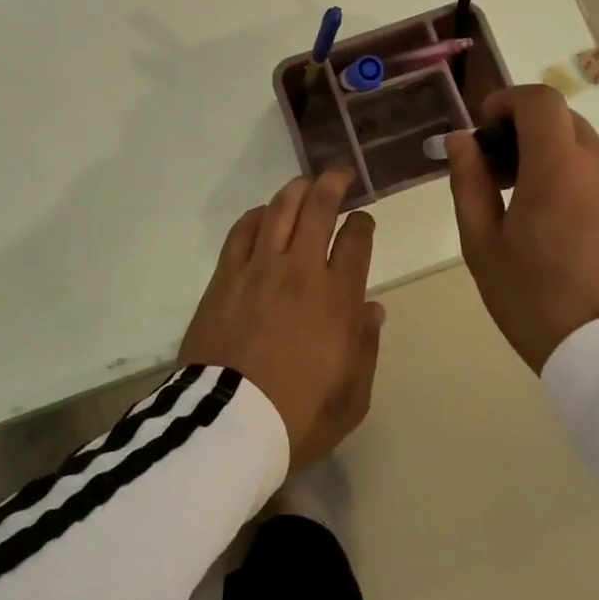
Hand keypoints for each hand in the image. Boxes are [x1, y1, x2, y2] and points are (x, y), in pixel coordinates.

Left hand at [180, 171, 383, 471]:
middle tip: (340, 176)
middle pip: (319, 209)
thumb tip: (372, 309)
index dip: (363, 223)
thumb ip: (366, 348)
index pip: (356, 241)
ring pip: (280, 209)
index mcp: (337, 299)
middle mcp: (301, 271)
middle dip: (333, 184)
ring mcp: (259, 268)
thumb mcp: (351, 398)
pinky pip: (242, 231)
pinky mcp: (225, 275)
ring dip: (296, 190)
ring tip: (305, 183)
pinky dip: (256, 215)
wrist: (229, 423)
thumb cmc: (297, 416)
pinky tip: (263, 214)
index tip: (363, 220)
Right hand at [446, 85, 598, 372]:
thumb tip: (462, 141)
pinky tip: (575, 238)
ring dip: (558, 165)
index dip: (507, 102)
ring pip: (590, 156)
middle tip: (502, 176)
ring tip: (539, 215)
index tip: (487, 130)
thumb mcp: (483, 245)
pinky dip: (587, 190)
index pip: (539, 100)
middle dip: (527, 135)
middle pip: (564, 124)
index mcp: (558, 166)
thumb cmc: (537, 299)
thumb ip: (470, 182)